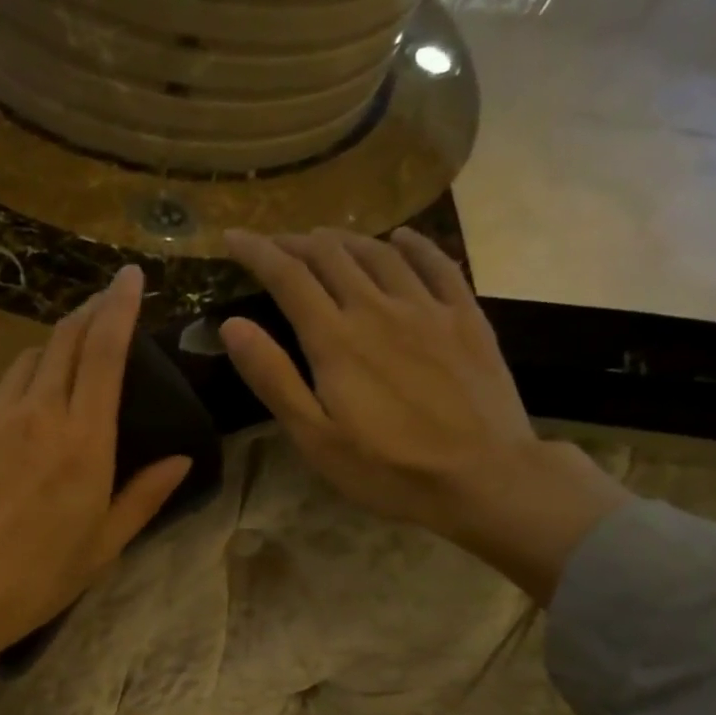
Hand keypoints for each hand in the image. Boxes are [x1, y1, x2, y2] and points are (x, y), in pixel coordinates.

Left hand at [0, 266, 190, 714]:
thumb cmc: (32, 582)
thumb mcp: (101, 548)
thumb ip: (143, 497)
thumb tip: (181, 460)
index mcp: (83, 440)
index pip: (105, 351)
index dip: (119, 307)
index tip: (129, 278)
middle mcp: (35, 413)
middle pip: (62, 342)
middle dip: (86, 314)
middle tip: (101, 306)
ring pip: (23, 365)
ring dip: (47, 356)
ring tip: (59, 370)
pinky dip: (9, 402)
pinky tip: (8, 437)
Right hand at [221, 227, 628, 602]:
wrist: (482, 477)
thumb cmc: (387, 468)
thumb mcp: (315, 437)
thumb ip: (273, 378)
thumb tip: (232, 325)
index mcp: (335, 339)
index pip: (288, 277)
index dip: (257, 251)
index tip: (234, 237)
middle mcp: (378, 308)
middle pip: (331, 255)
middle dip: (296, 243)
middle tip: (275, 244)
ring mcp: (427, 308)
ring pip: (379, 253)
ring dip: (345, 240)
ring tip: (324, 240)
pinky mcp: (466, 318)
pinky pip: (436, 263)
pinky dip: (412, 244)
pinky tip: (400, 240)